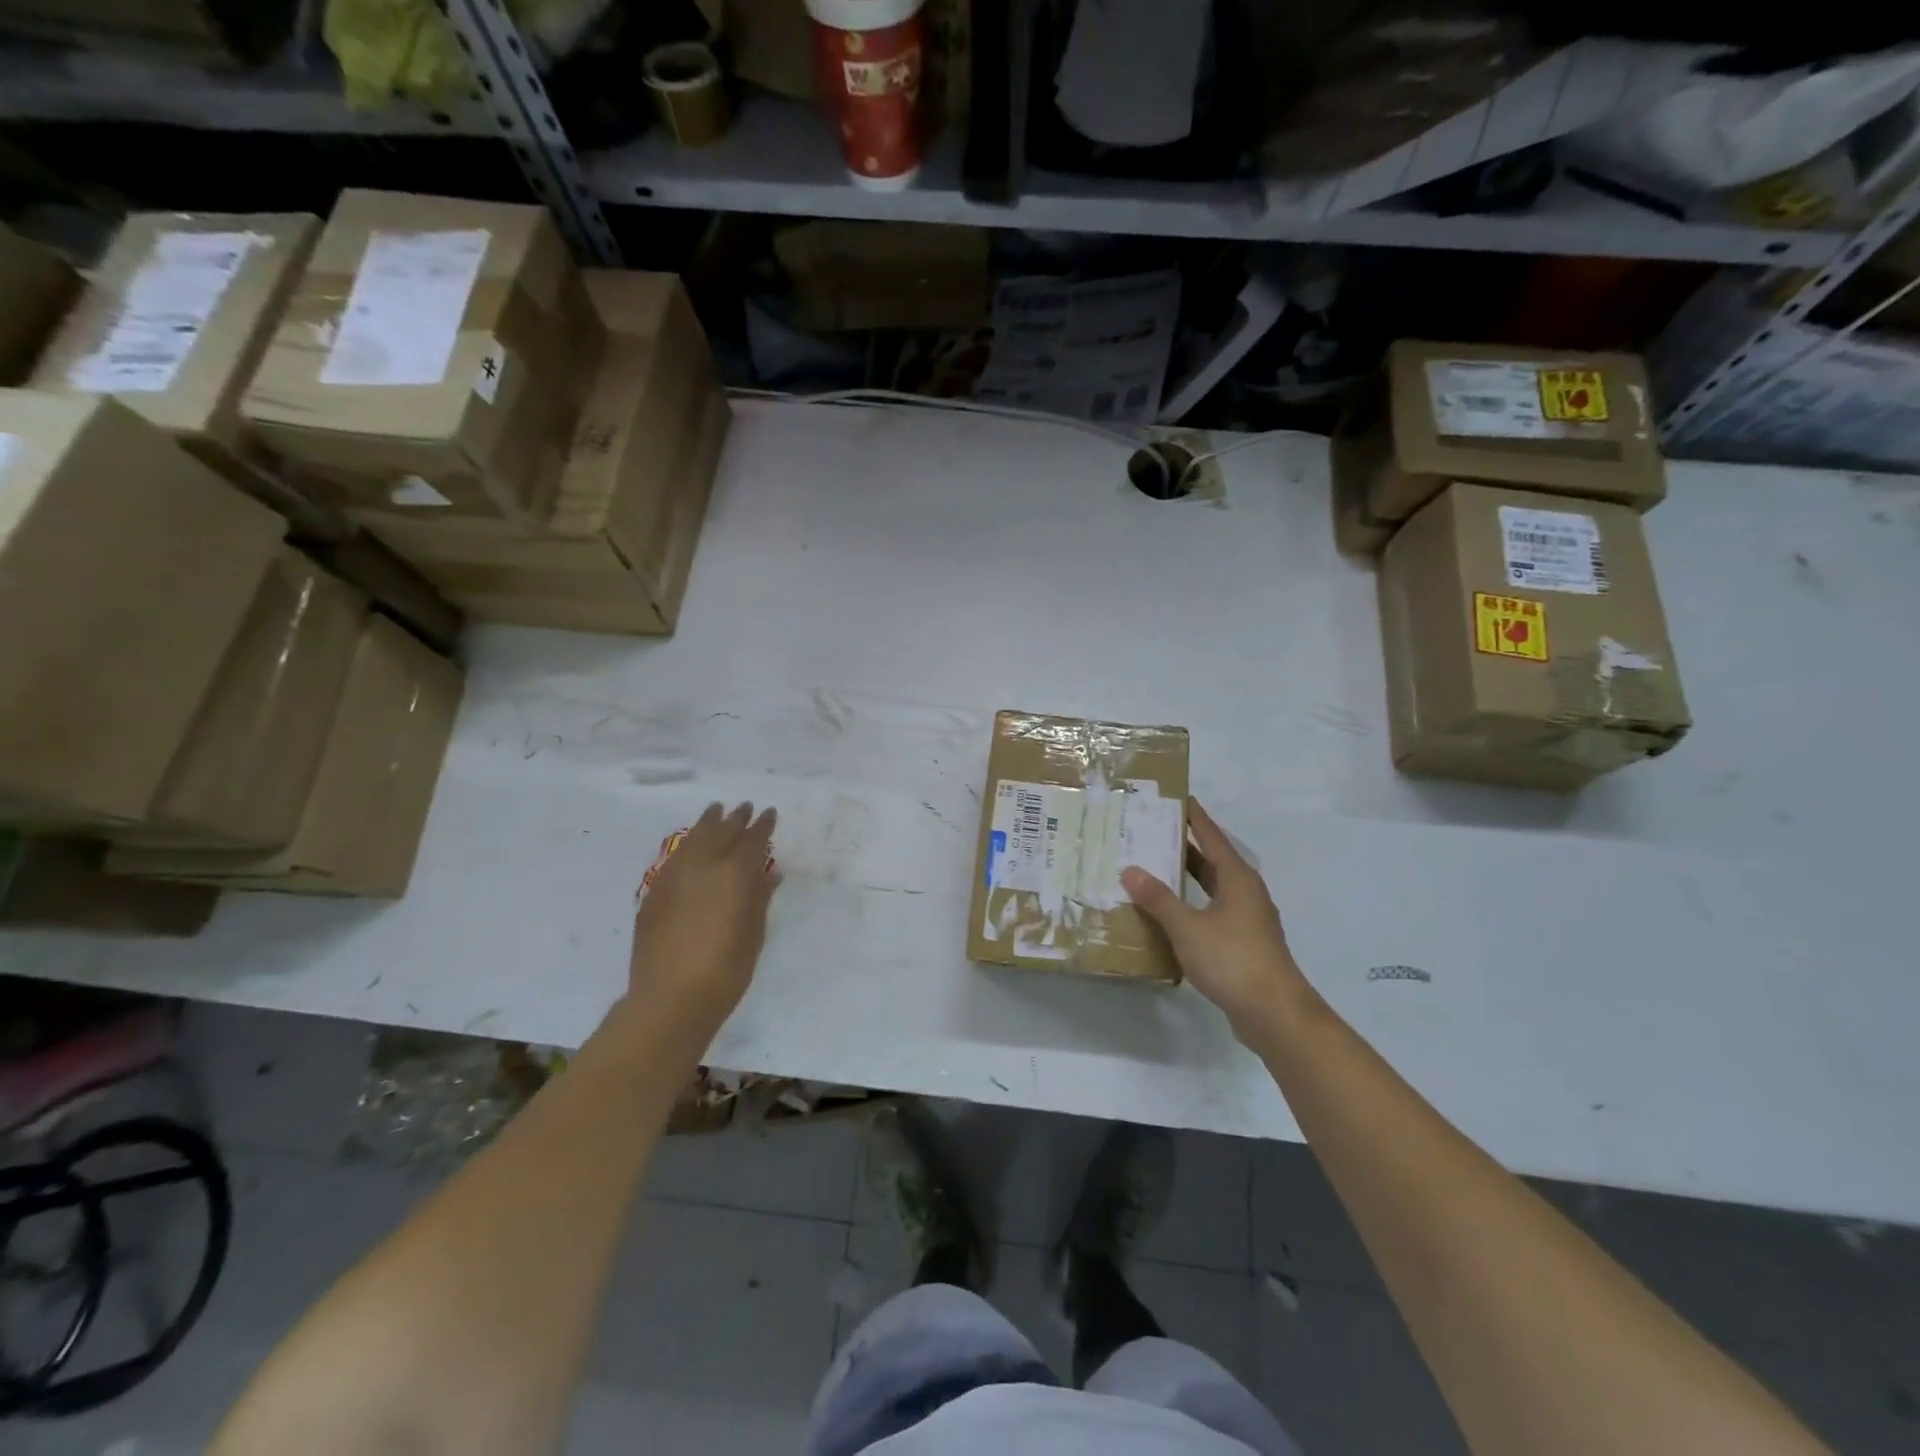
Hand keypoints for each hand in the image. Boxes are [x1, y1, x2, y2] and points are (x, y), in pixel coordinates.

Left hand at [630, 802, 780, 1032]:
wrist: (670, 998)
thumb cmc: (726, 970)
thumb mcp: (754, 934)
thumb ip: (760, 898)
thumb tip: (769, 873)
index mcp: (735, 874)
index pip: (753, 839)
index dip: (763, 825)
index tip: (770, 813)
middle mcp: (704, 866)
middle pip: (722, 831)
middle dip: (736, 818)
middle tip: (745, 807)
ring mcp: (674, 876)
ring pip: (694, 838)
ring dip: (708, 823)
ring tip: (716, 811)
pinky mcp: (654, 892)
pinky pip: (675, 857)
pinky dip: (688, 845)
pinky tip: (691, 846)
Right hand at [1122, 799, 1310, 1039]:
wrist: (1275, 1014)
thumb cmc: (1233, 960)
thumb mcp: (1188, 927)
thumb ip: (1158, 899)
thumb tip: (1130, 870)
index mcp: (1237, 878)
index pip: (1212, 836)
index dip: (1195, 817)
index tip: (1177, 797)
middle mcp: (1245, 892)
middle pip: (1212, 860)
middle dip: (1185, 845)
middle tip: (1152, 832)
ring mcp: (1247, 919)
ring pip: (1212, 887)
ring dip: (1187, 877)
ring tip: (1153, 867)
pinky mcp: (1243, 942)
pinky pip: (1212, 911)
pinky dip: (1191, 904)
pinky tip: (1169, 913)